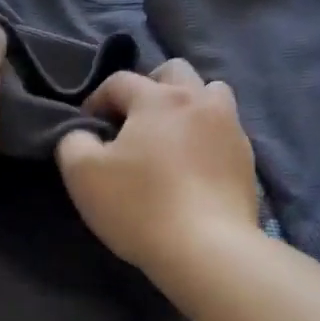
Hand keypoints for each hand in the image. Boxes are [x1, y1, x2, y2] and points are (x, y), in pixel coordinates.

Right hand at [56, 60, 260, 280]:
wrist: (206, 249)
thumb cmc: (138, 206)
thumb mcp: (82, 174)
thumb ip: (73, 141)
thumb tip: (81, 133)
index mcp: (158, 98)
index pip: (119, 81)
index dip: (96, 101)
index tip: (87, 129)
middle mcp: (199, 100)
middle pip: (173, 72)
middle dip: (148, 88)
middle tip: (132, 122)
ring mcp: (230, 128)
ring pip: (210, 94)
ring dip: (187, 105)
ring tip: (170, 137)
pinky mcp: (247, 159)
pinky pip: (224, 131)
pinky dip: (206, 137)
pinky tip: (193, 167)